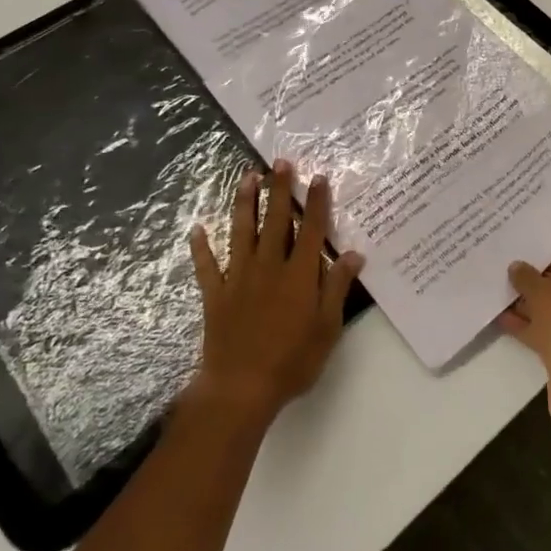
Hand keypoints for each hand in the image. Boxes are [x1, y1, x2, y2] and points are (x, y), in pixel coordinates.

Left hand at [188, 161, 363, 423]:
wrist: (241, 387)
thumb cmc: (292, 361)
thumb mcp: (327, 327)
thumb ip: (337, 287)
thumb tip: (353, 253)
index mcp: (299, 275)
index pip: (310, 230)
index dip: (316, 202)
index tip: (318, 177)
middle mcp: (269, 267)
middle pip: (275, 221)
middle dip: (279, 189)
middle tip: (279, 162)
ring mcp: (239, 278)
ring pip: (241, 232)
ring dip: (245, 203)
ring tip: (246, 177)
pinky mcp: (216, 295)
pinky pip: (207, 266)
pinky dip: (202, 247)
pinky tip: (198, 229)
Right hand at [498, 253, 550, 436]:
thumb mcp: (546, 295)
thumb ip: (529, 278)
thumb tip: (516, 266)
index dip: (548, 262)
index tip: (522, 264)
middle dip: (539, 288)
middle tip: (510, 281)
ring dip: (533, 309)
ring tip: (502, 299)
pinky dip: (534, 329)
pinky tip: (506, 322)